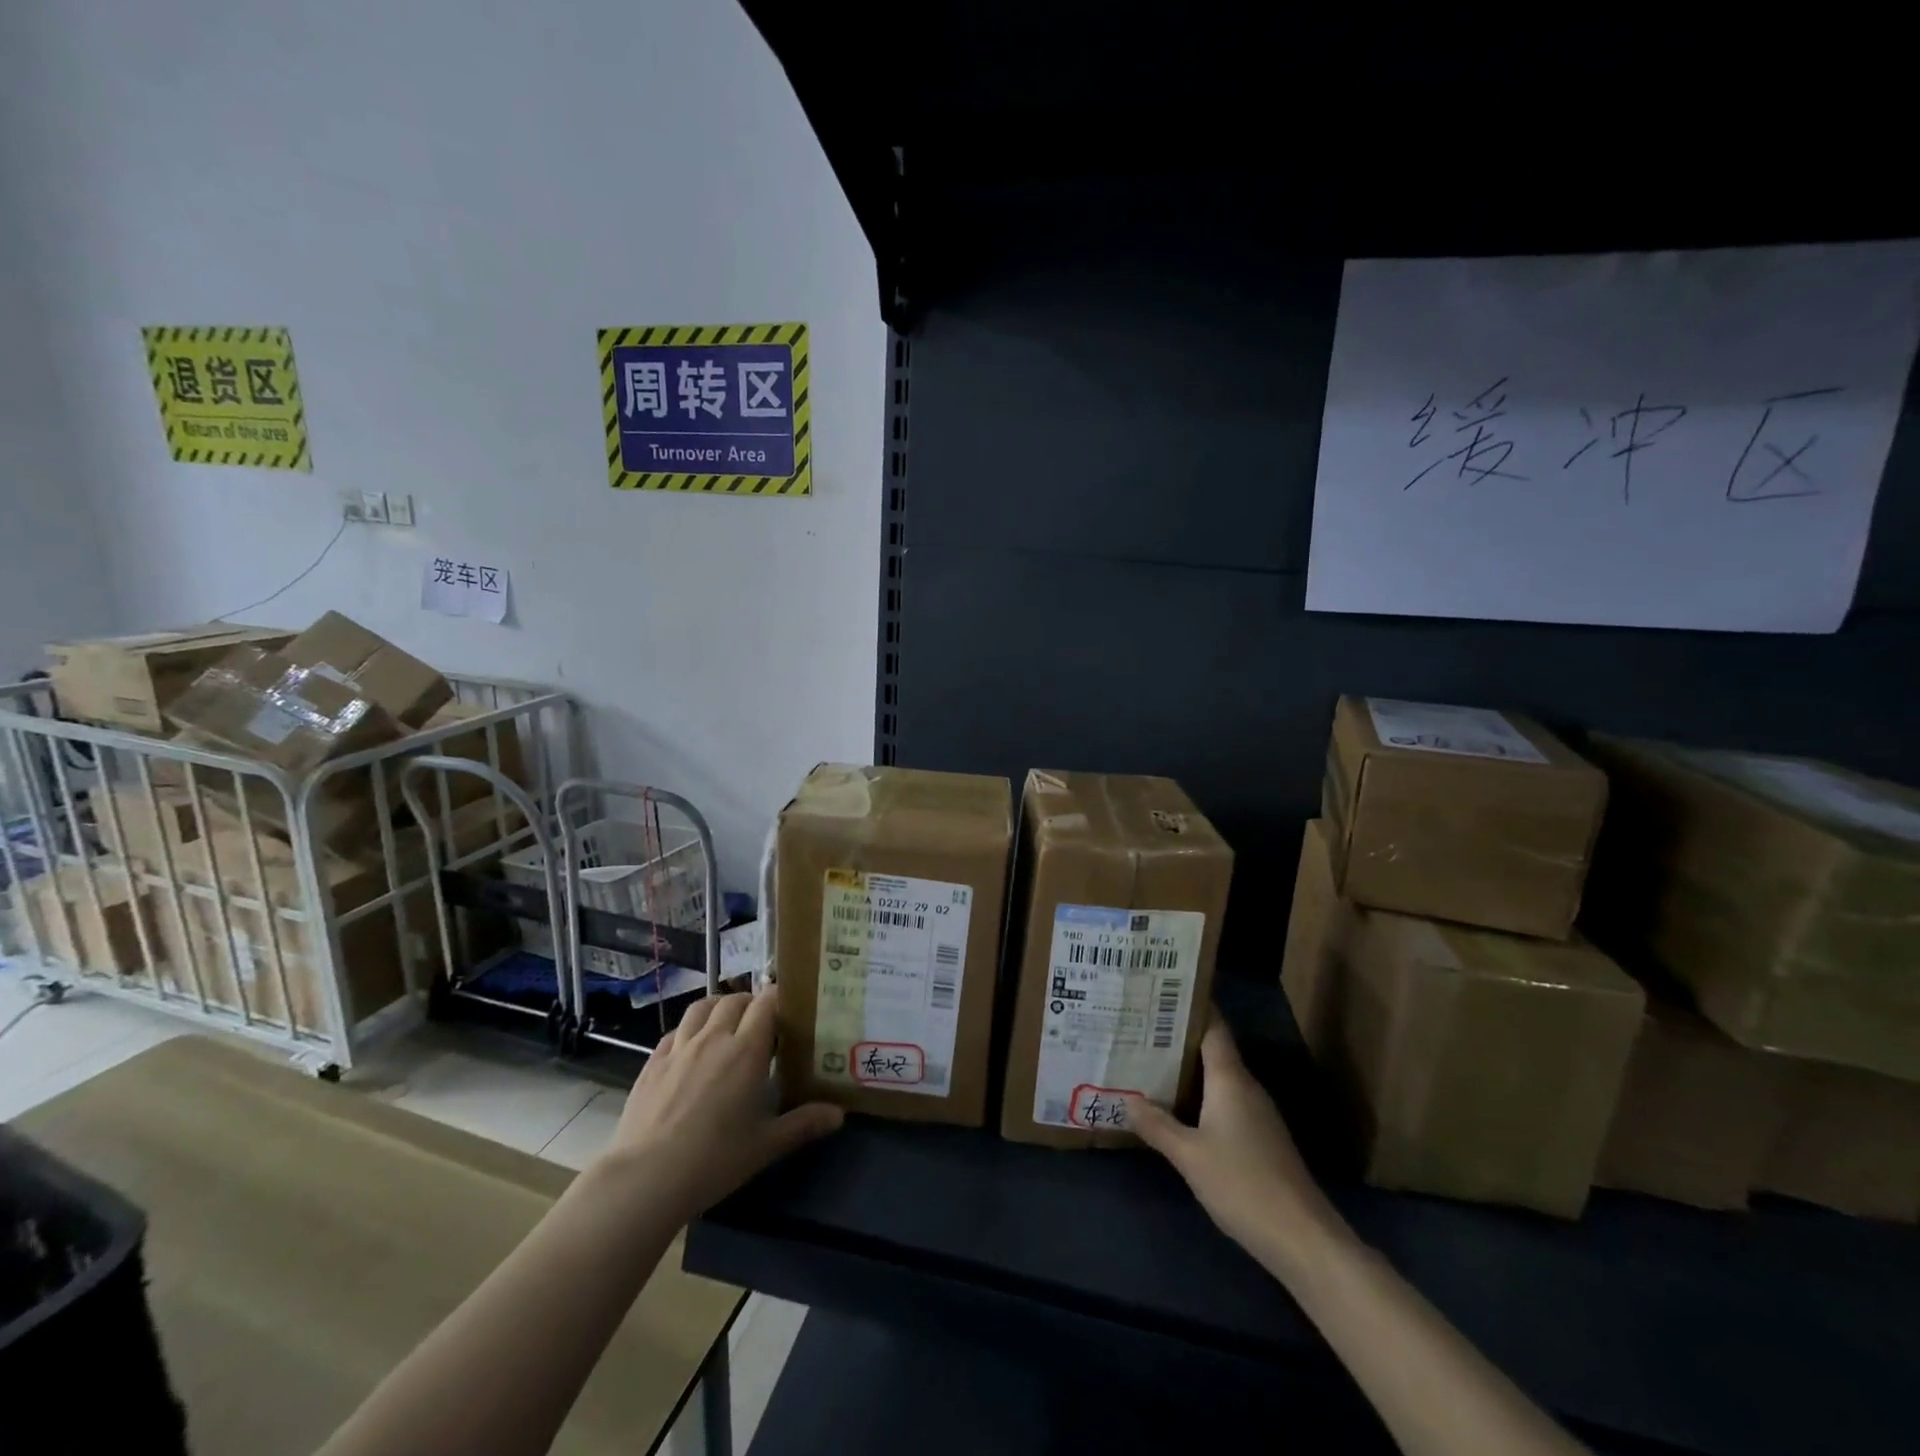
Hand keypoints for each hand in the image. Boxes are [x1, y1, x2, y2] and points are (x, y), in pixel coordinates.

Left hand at [598, 986, 842, 1219]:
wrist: (646, 1178)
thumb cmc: (714, 1159)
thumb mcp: (765, 1145)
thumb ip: (803, 1124)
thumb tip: (839, 1114)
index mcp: (746, 1050)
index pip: (766, 1003)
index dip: (778, 998)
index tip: (789, 1007)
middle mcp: (714, 1038)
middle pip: (734, 1000)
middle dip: (750, 1002)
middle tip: (761, 1022)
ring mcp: (679, 1048)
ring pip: (701, 1007)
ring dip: (718, 1006)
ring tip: (726, 1022)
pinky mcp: (652, 1062)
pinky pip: (675, 1032)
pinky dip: (688, 1030)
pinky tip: (690, 1048)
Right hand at [1127, 1015, 1346, 1275]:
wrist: (1302, 1238)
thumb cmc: (1242, 1184)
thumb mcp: (1189, 1155)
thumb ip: (1157, 1125)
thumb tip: (1126, 1099)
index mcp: (1230, 1078)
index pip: (1212, 1026)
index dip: (1190, 1006)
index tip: (1159, 992)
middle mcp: (1246, 1087)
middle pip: (1211, 1049)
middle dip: (1178, 1038)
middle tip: (1139, 1027)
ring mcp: (1257, 1114)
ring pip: (1217, 1077)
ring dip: (1187, 1069)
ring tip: (1148, 1061)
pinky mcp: (1260, 1138)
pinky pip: (1223, 1101)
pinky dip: (1199, 1096)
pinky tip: (1176, 1108)